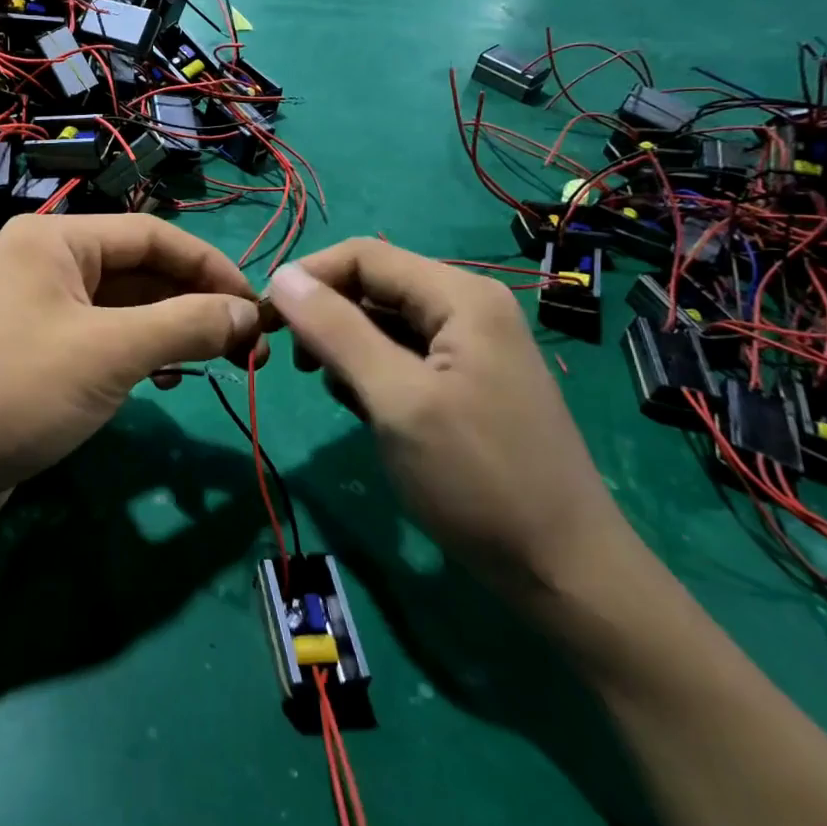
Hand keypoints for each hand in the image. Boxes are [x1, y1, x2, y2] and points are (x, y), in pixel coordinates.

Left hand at [0, 214, 263, 505]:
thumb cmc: (19, 390)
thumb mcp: (111, 352)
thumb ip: (186, 324)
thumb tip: (248, 313)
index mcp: (57, 238)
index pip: (153, 235)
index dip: (211, 267)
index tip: (256, 307)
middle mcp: (46, 261)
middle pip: (140, 270)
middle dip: (195, 304)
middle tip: (246, 346)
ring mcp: (38, 306)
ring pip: (124, 306)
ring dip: (172, 329)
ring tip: (217, 362)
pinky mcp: (36, 348)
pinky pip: (102, 335)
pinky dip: (139, 351)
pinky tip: (165, 378)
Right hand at [265, 239, 635, 603]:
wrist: (562, 570)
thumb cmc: (476, 479)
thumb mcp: (396, 400)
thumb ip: (336, 331)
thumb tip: (281, 276)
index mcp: (460, 296)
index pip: (364, 255)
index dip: (308, 278)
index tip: (264, 319)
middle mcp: (469, 307)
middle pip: (375, 285)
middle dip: (325, 315)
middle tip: (293, 364)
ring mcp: (472, 345)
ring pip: (385, 321)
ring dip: (345, 346)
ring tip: (331, 390)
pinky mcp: (467, 380)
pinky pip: (403, 355)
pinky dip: (371, 372)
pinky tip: (362, 407)